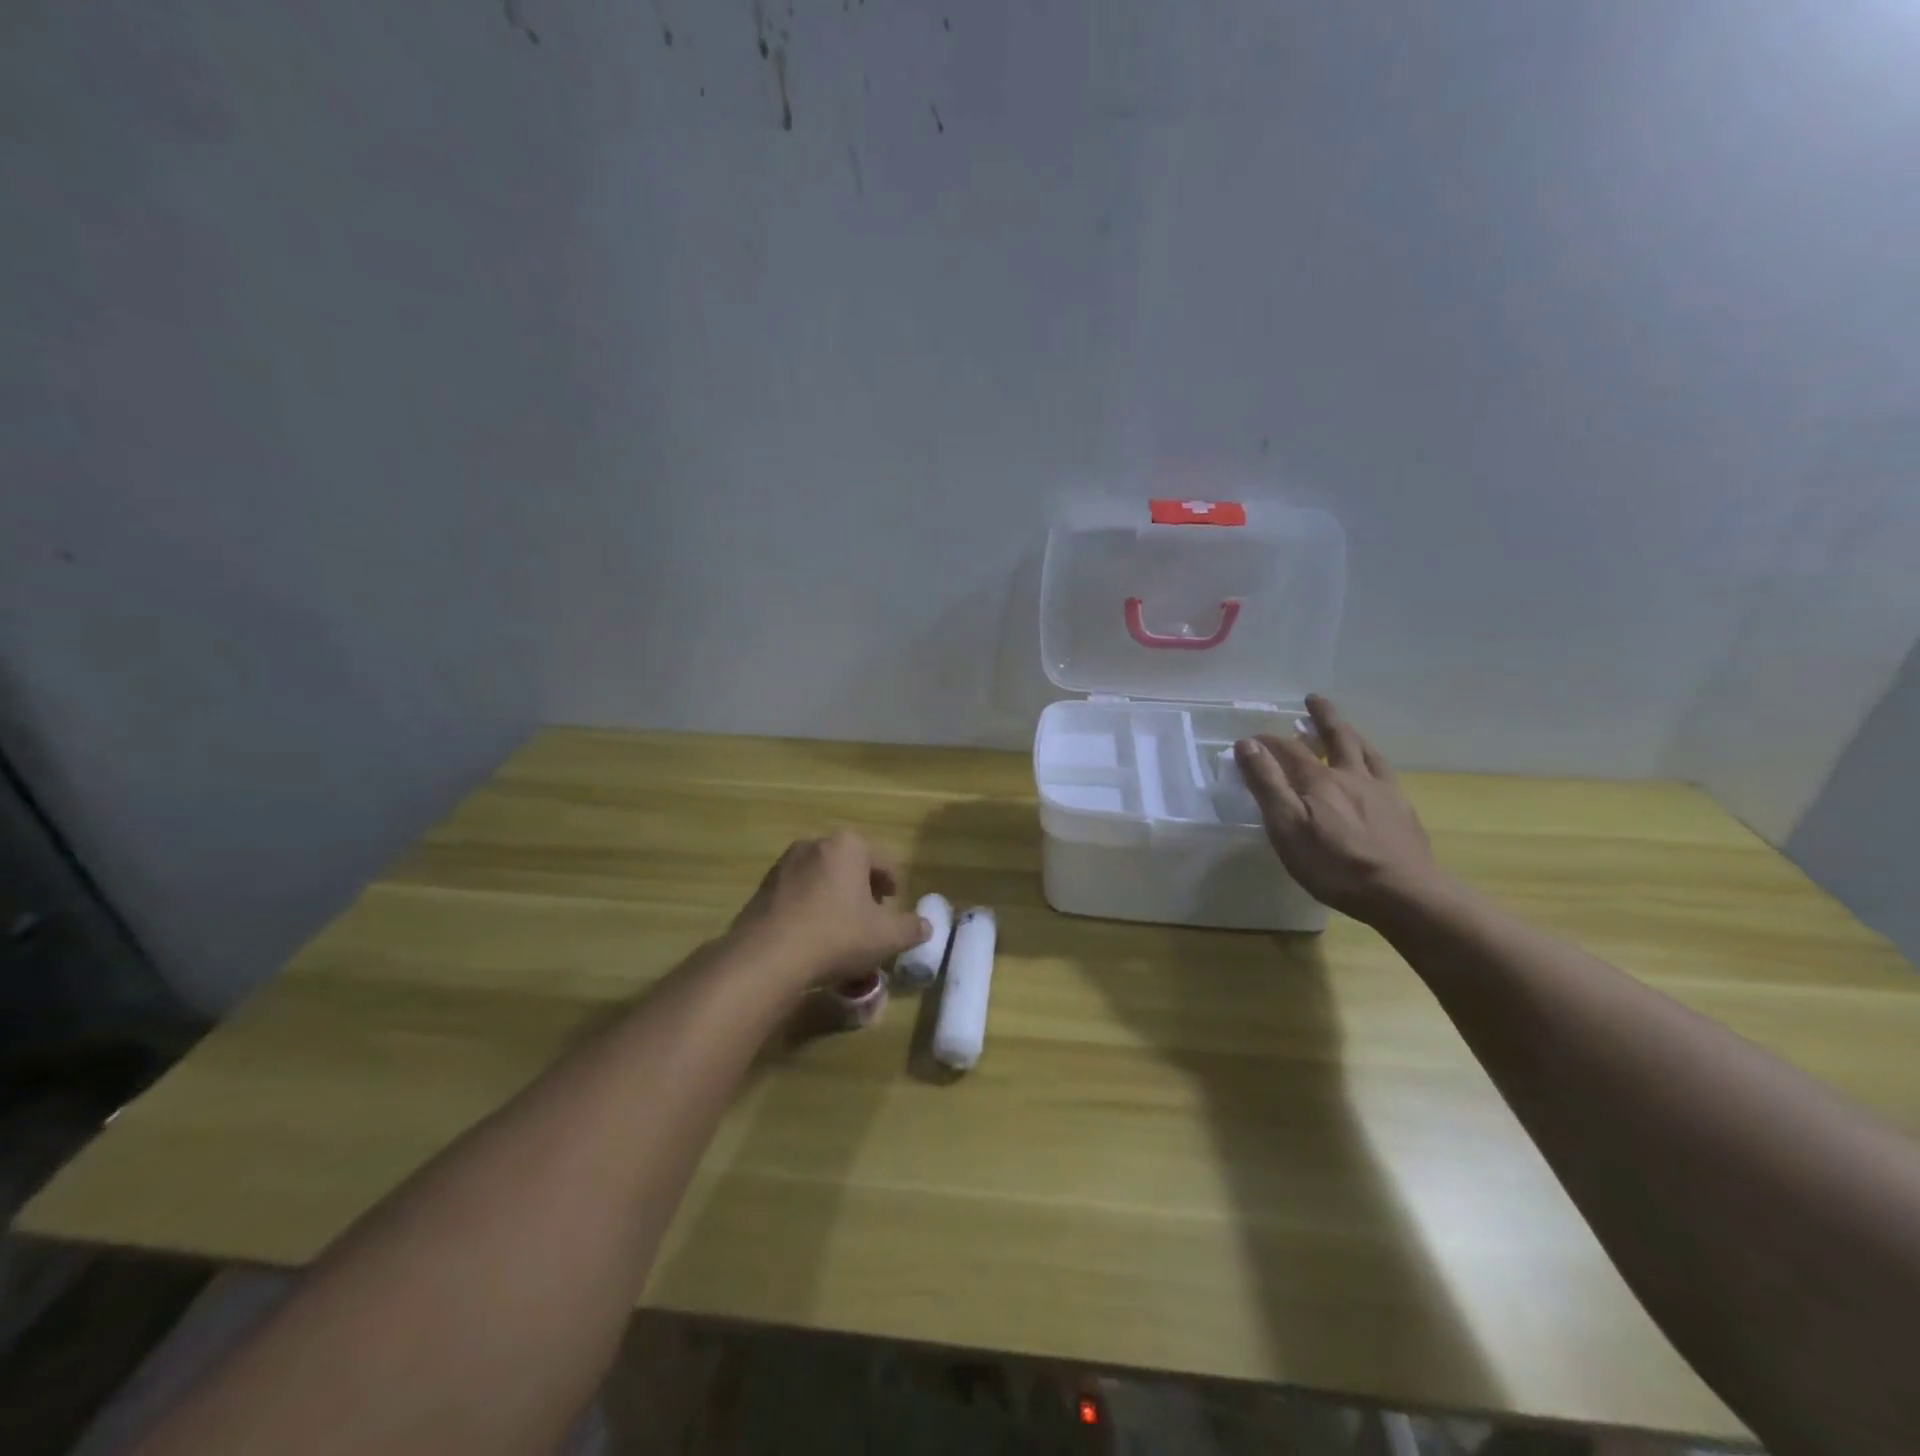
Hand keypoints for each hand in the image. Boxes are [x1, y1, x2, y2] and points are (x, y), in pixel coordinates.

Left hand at [728, 831, 930, 990]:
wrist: (767, 957)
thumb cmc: (837, 935)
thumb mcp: (886, 937)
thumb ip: (911, 928)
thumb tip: (925, 926)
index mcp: (848, 846)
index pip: (882, 861)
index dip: (893, 885)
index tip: (894, 906)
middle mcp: (814, 845)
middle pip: (850, 867)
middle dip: (862, 891)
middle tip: (871, 920)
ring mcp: (784, 865)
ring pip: (822, 881)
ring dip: (835, 900)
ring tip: (842, 932)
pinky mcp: (762, 889)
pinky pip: (797, 896)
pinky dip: (809, 911)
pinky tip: (813, 939)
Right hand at [1233, 695, 1442, 921]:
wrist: (1402, 893)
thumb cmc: (1333, 865)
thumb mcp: (1286, 826)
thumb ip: (1267, 784)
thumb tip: (1247, 744)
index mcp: (1319, 780)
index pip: (1288, 750)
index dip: (1267, 742)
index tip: (1250, 739)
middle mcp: (1350, 775)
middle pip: (1335, 737)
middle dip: (1321, 717)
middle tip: (1312, 700)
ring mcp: (1381, 790)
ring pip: (1364, 750)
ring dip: (1349, 733)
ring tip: (1343, 726)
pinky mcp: (1402, 809)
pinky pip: (1386, 772)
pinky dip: (1374, 760)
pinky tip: (1374, 768)